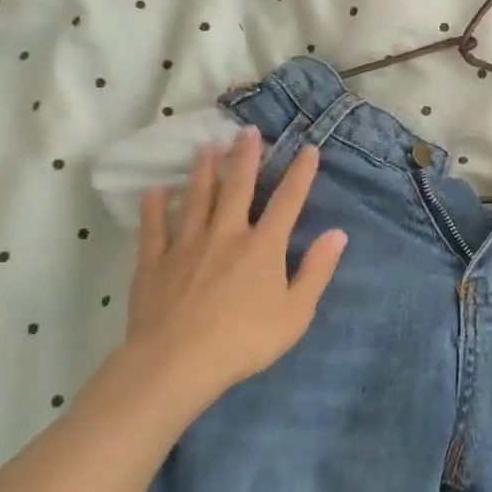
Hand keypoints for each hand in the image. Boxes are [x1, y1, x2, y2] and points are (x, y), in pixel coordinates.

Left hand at [112, 127, 346, 416]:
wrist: (177, 361)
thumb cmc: (244, 340)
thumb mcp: (296, 312)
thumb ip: (317, 270)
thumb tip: (337, 234)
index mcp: (263, 246)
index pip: (287, 202)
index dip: (300, 174)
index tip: (308, 149)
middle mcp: (227, 234)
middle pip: (238, 188)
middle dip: (246, 157)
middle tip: (248, 130)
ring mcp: (187, 245)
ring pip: (197, 198)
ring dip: (204, 171)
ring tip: (207, 146)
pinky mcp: (154, 262)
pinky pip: (155, 228)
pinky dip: (155, 207)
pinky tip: (156, 191)